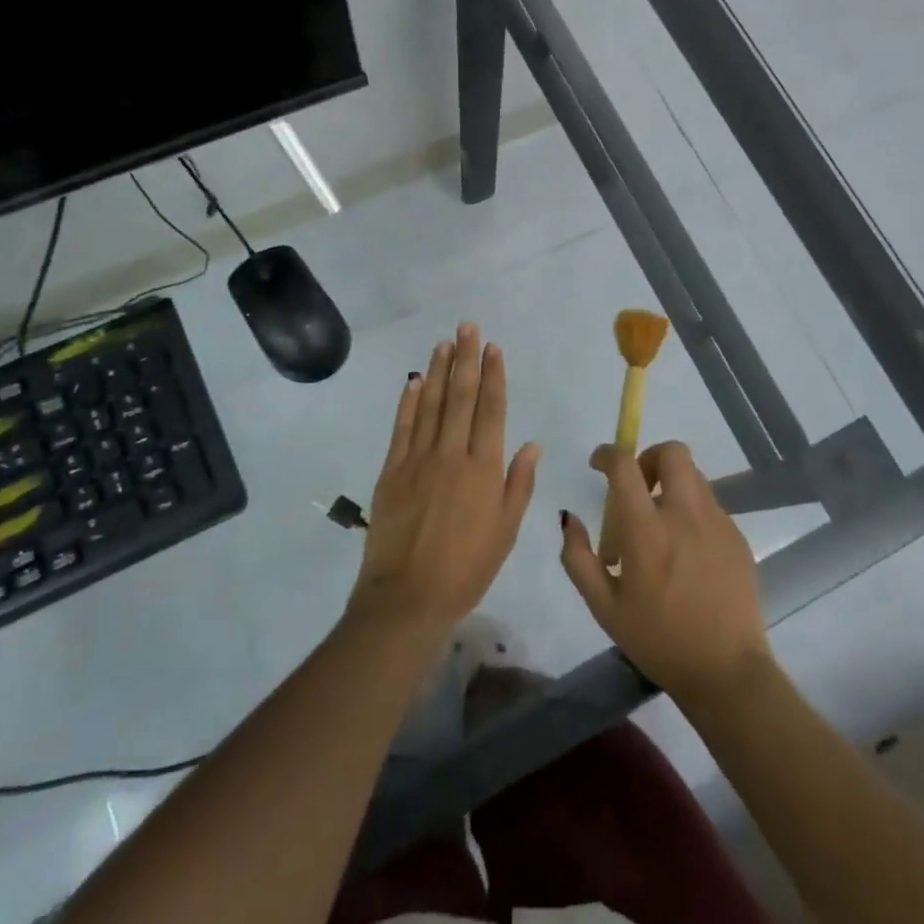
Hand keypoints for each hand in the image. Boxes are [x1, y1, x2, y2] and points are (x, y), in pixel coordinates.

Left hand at [347, 323, 541, 639]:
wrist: (408, 596)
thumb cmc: (467, 568)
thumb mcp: (506, 530)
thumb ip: (519, 483)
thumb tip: (532, 443)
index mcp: (484, 468)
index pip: (491, 410)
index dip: (493, 375)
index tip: (493, 347)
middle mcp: (452, 454)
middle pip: (461, 397)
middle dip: (466, 358)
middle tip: (467, 326)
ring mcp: (418, 459)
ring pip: (430, 404)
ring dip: (438, 371)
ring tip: (443, 342)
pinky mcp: (391, 470)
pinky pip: (401, 427)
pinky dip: (408, 402)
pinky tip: (413, 381)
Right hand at [561, 441, 771, 702]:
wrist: (726, 671)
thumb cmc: (658, 640)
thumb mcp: (603, 606)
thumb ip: (578, 557)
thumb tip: (569, 518)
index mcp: (647, 531)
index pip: (625, 465)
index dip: (608, 454)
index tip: (599, 464)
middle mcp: (685, 515)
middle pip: (673, 452)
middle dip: (650, 457)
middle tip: (638, 488)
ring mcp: (717, 523)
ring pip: (694, 478)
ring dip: (671, 486)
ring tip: (661, 527)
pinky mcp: (737, 537)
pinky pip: (711, 506)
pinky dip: (692, 512)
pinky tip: (686, 553)